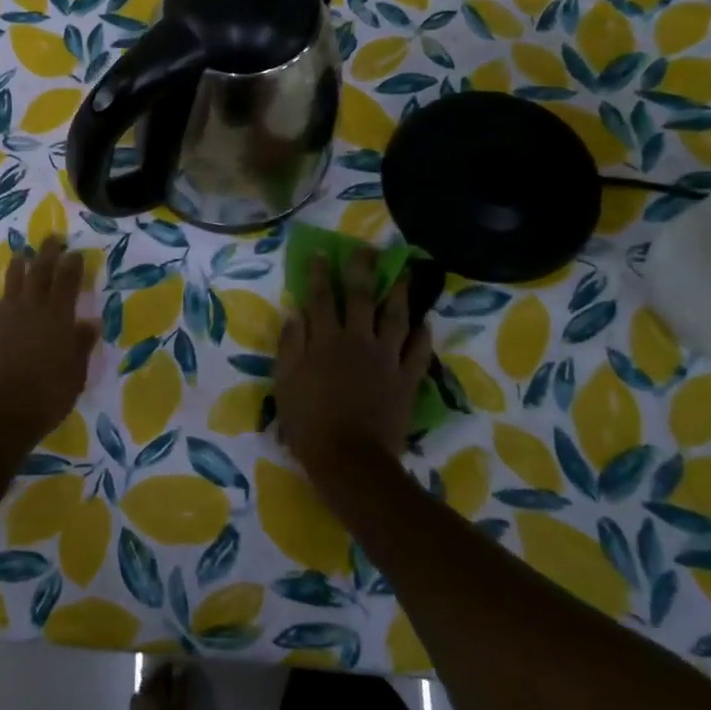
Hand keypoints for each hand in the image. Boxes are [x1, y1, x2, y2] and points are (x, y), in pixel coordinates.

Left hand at [0, 235, 99, 451]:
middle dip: (47, 252)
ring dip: (20, 266)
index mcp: (58, 315)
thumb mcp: (75, 373)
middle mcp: (31, 307)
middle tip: (52, 238)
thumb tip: (90, 322)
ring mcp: (5, 316)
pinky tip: (4, 302)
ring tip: (22, 256)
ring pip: (13, 281)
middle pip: (39, 270)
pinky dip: (4, 298)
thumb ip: (81, 344)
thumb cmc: (46, 396)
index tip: (75, 252)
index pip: (67, 279)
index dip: (72, 263)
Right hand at [274, 246, 433, 482]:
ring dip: (399, 293)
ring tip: (404, 274)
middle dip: (362, 270)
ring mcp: (385, 359)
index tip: (322, 252)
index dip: (320, 273)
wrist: (350, 459)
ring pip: (395, 318)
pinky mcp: (405, 380)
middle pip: (361, 298)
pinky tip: (425, 321)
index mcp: (325, 340)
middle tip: (367, 250)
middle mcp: (357, 341)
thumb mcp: (285, 382)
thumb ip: (290, 346)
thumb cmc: (309, 422)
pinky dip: (422, 335)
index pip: (321, 298)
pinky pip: (418, 352)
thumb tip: (295, 313)